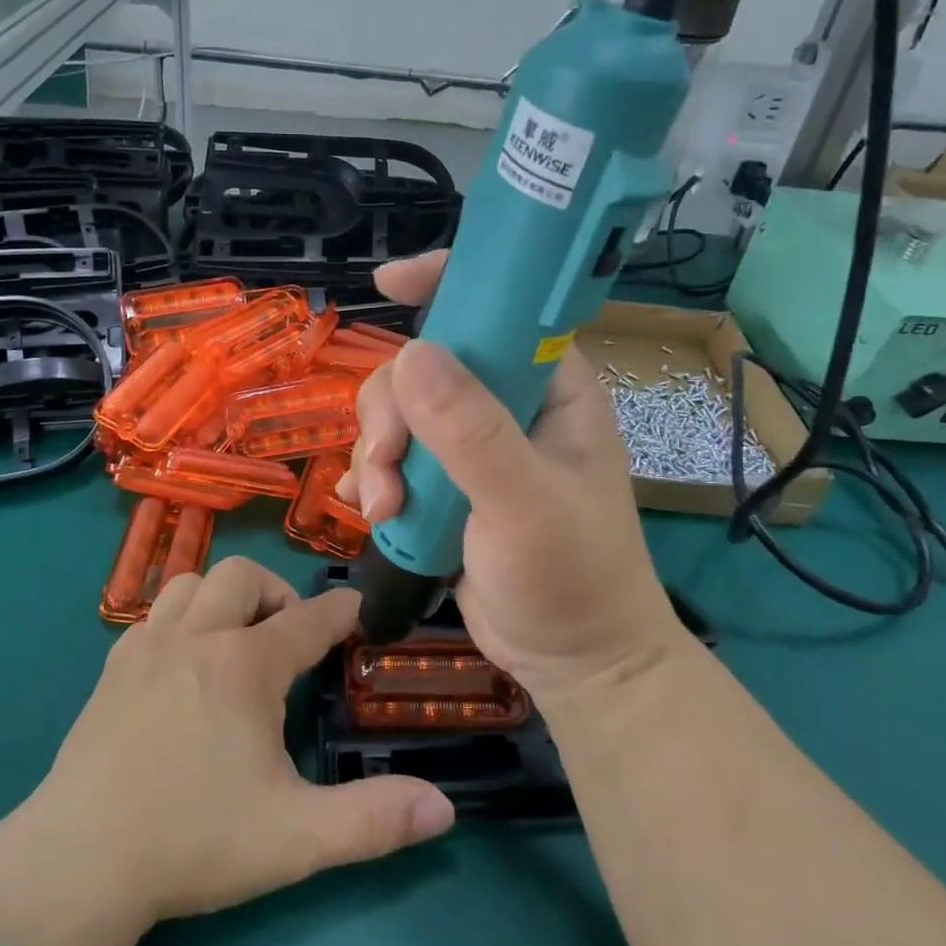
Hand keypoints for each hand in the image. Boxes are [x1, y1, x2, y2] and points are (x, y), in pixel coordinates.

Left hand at [0, 559, 454, 945]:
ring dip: (223, 595)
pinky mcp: (112, 668)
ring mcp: (147, 646)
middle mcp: (197, 636)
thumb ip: (374, 820)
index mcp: (245, 665)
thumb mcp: (296, 838)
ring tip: (237, 639)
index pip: (309, 619)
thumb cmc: (193, 840)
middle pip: (244, 575)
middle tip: (289, 638)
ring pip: (191, 581)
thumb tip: (444, 808)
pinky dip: (181, 618)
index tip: (360, 610)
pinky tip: (184, 664)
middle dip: (277, 592)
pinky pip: (154, 613)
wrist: (78, 863)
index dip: (342, 611)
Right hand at [339, 250, 691, 707]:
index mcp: (549, 387)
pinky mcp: (445, 484)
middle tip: (390, 466)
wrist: (574, 662)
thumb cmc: (572, 578)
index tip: (387, 283)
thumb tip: (410, 355)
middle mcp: (508, 404)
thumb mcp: (525, 504)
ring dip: (377, 457)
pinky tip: (372, 513)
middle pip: (424, 366)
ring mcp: (472, 445)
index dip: (445, 283)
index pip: (499, 308)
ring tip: (385, 511)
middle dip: (391, 413)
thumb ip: (472, 432)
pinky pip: (392, 457)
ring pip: (398, 413)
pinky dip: (374, 479)